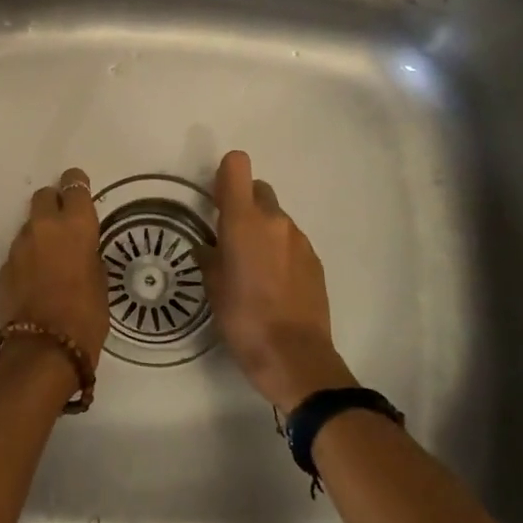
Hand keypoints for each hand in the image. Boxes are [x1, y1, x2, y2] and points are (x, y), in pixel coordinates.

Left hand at [0, 167, 109, 365]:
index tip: (80, 187)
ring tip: (52, 260)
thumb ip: (89, 256)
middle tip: (65, 223)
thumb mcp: (101, 282)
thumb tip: (81, 251)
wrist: (43, 350)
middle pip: (44, 196)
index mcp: (75, 226)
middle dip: (54, 203)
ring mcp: (19, 246)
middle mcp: (44, 227)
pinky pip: (19, 252)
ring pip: (30, 226)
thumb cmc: (86, 317)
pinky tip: (37, 281)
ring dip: (40, 234)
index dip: (77, 184)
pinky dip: (28, 259)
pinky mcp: (3, 268)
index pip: (74, 186)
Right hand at [199, 150, 355, 411]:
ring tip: (252, 269)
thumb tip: (208, 247)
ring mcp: (299, 239)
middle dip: (243, 204)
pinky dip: (280, 251)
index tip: (216, 199)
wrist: (295, 357)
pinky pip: (291, 242)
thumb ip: (209, 257)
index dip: (225, 175)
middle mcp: (275, 220)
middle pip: (258, 189)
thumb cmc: (243, 319)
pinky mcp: (315, 260)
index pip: (237, 166)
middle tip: (230, 238)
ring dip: (263, 230)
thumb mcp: (213, 288)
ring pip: (276, 218)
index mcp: (243, 220)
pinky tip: (273, 284)